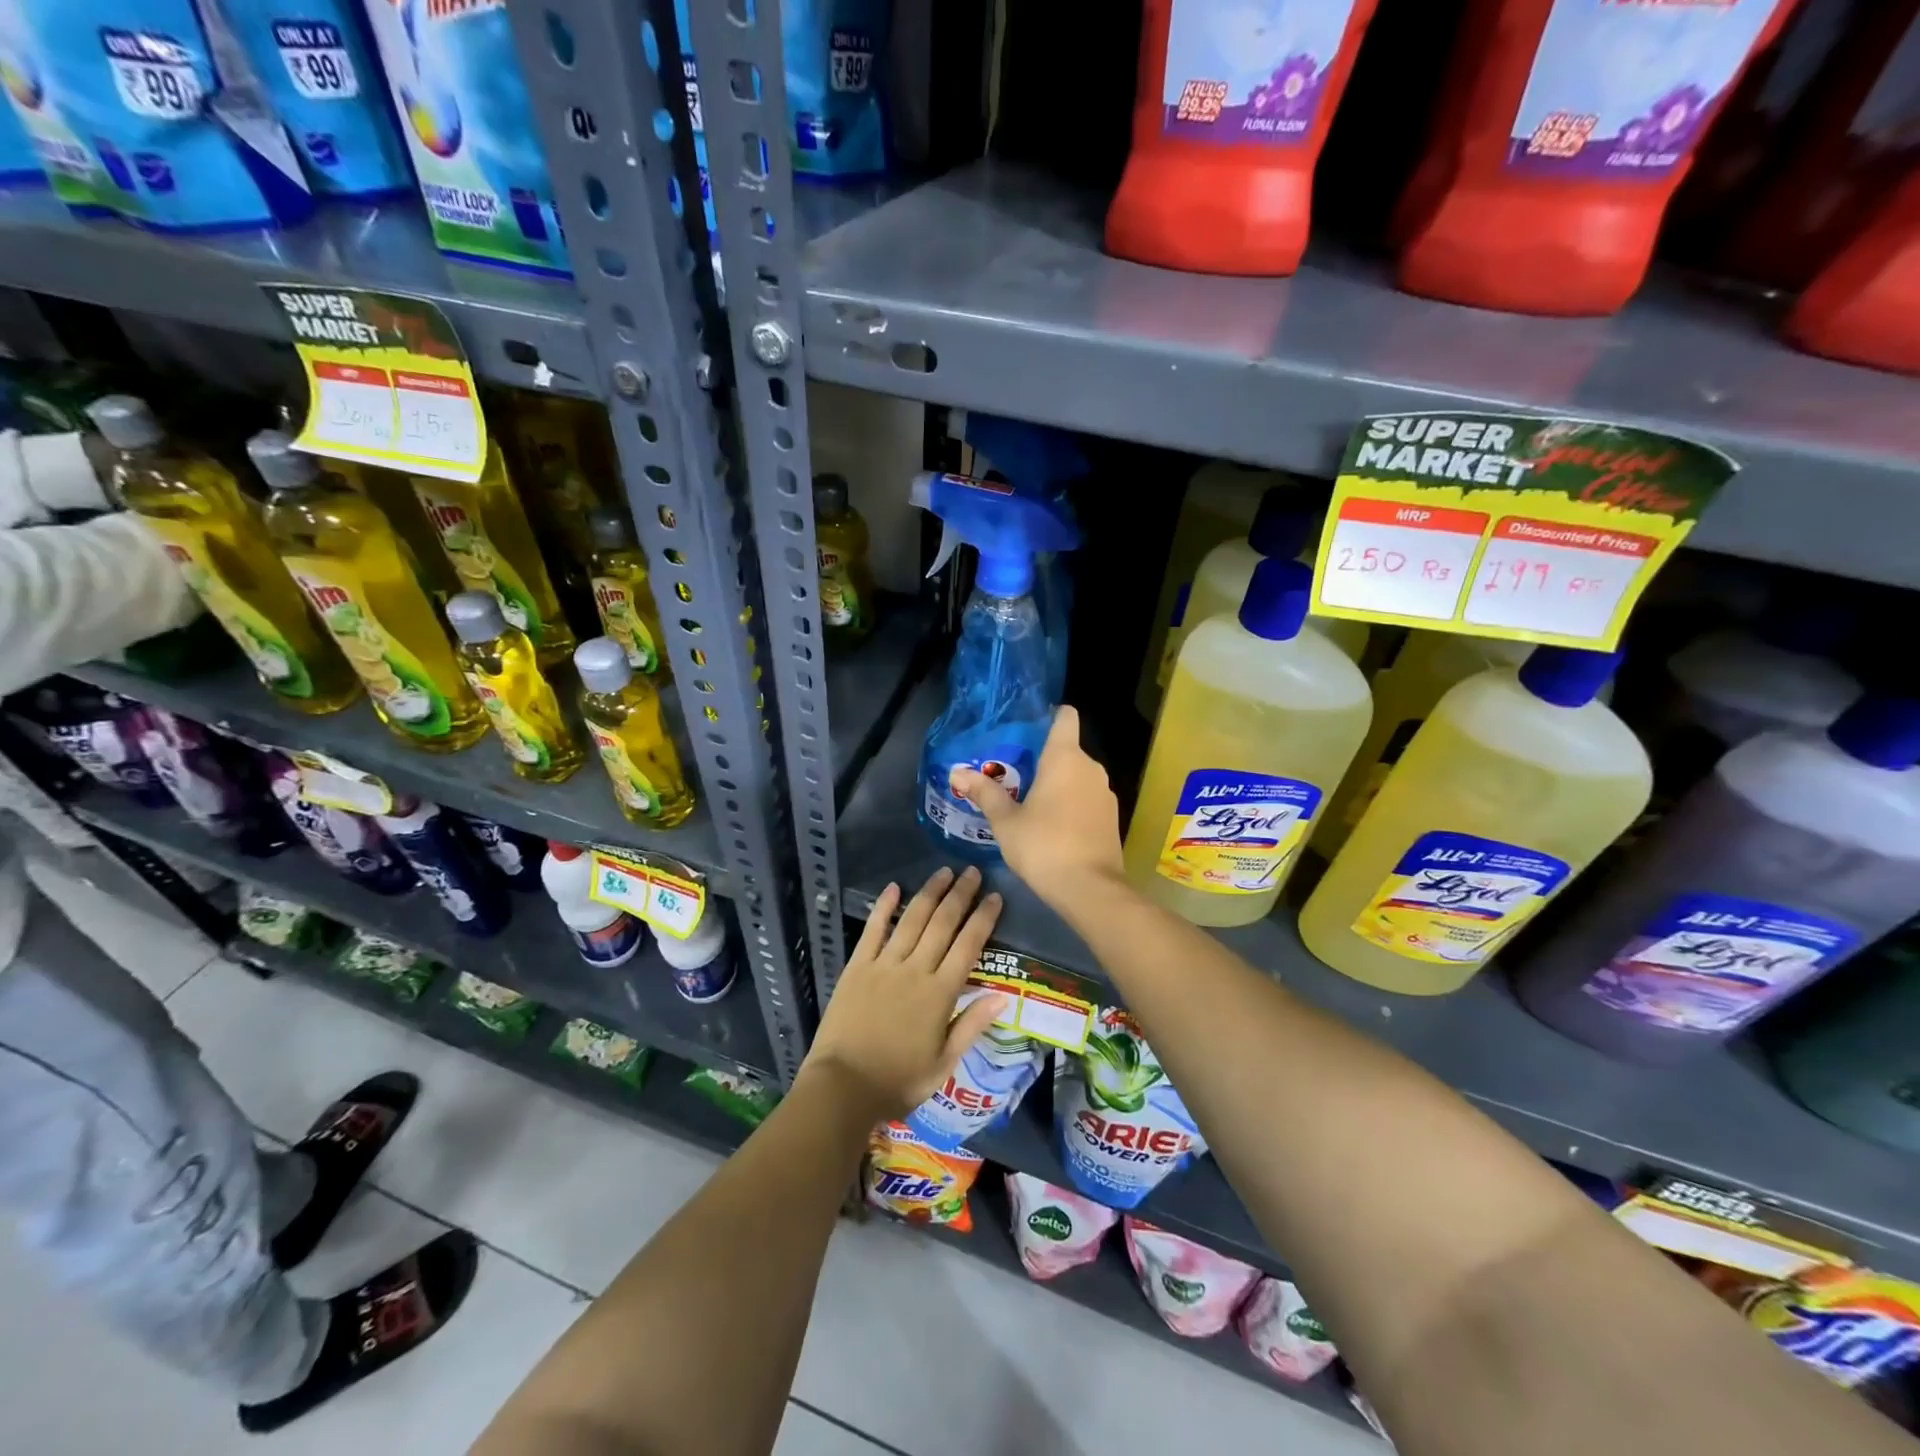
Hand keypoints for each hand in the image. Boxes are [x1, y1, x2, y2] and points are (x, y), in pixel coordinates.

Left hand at [801, 866, 1005, 1122]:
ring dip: (929, 893)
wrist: (843, 1087)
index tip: (995, 897)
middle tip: (972, 871)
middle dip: (960, 895)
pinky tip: (894, 888)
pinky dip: (884, 907)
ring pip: (912, 920)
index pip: (969, 946)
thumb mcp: (944, 1063)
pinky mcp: (857, 967)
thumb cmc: (898, 1081)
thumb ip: (972, 1025)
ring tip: (944, 872)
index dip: (983, 918)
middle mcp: (915, 970)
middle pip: (942, 924)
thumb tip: (1003, 996)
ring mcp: (884, 965)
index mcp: (940, 993)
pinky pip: (873, 930)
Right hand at [950, 706, 1123, 908]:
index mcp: (1065, 758)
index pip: (1065, 717)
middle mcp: (1090, 768)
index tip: (1028, 728)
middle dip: (1043, 759)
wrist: (1090, 889)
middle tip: (1013, 775)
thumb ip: (985, 793)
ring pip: (1078, 776)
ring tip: (1029, 801)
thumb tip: (958, 772)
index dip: (1049, 716)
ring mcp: (1105, 793)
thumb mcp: (1006, 821)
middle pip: (1067, 750)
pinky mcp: (1111, 817)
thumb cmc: (1043, 846)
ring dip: (1058, 784)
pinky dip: (1072, 803)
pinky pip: (1087, 798)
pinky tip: (1052, 825)